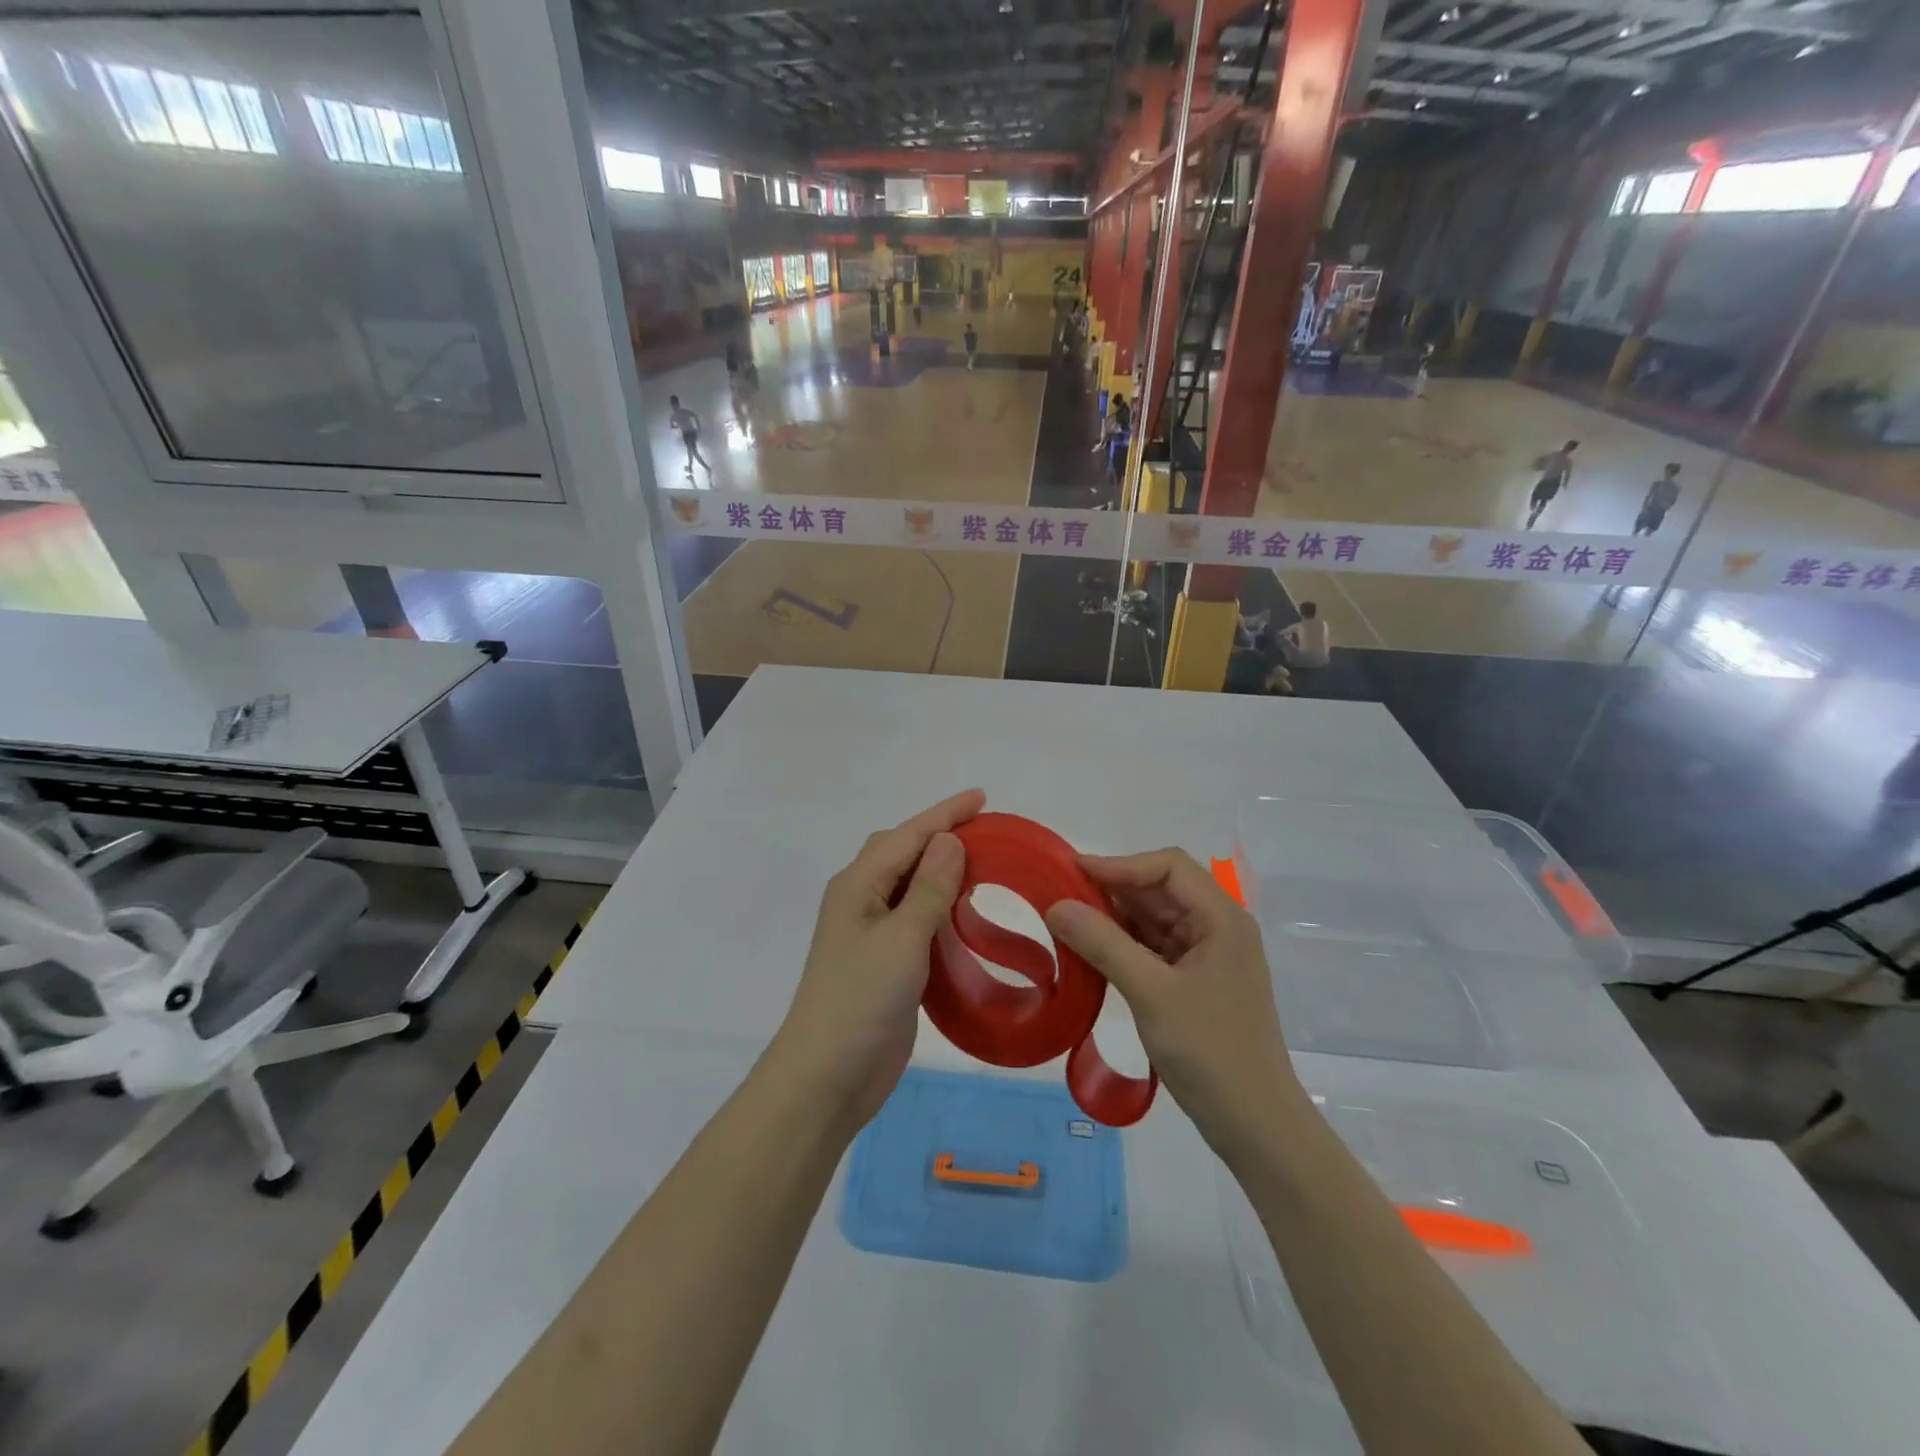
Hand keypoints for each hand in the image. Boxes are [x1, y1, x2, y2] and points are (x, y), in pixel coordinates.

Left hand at [767, 790, 983, 1131]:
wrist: (828, 1077)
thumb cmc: (861, 1000)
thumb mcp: (902, 938)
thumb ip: (929, 888)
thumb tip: (949, 840)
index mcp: (858, 885)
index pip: (907, 835)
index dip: (945, 814)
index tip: (982, 797)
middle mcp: (862, 901)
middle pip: (903, 853)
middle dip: (942, 836)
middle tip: (988, 833)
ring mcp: (872, 933)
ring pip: (910, 887)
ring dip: (943, 873)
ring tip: (985, 866)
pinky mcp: (886, 963)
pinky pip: (917, 920)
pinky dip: (942, 909)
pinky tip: (966, 915)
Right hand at [1044, 849, 1303, 1150]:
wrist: (1254, 1124)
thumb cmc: (1210, 1051)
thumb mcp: (1151, 993)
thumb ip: (1103, 944)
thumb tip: (1056, 905)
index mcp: (1221, 918)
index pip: (1168, 867)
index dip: (1120, 864)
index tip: (1073, 872)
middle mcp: (1217, 927)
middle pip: (1159, 889)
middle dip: (1112, 890)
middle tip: (1060, 896)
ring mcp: (1207, 955)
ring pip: (1153, 918)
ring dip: (1113, 918)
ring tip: (1067, 921)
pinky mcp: (1195, 980)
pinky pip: (1153, 947)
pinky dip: (1122, 944)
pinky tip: (1091, 951)